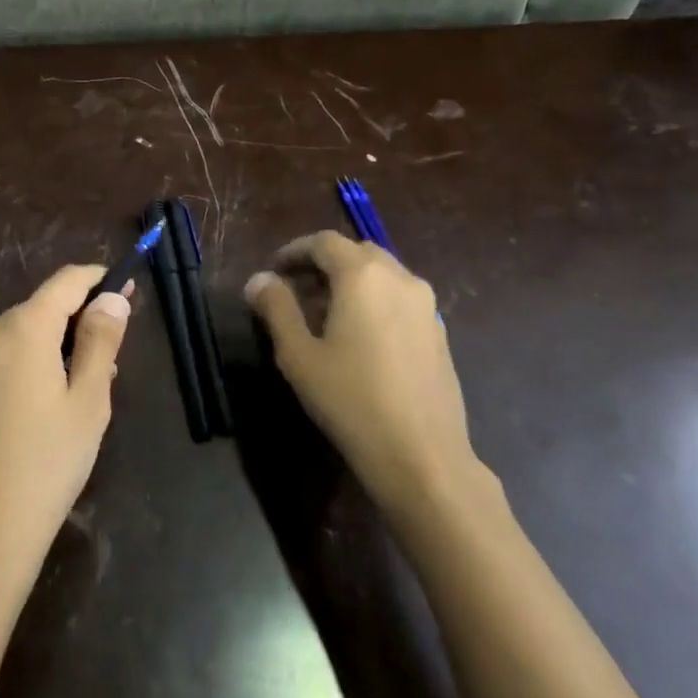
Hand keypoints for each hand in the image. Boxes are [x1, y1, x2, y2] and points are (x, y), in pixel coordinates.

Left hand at [0, 266, 132, 600]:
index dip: (97, 279)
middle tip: (106, 364)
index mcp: (21, 330)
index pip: (64, 282)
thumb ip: (100, 341)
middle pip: (36, 314)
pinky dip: (14, 378)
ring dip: (44, 355)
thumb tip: (112, 297)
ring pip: (12, 344)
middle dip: (72, 327)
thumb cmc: (46, 466)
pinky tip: (27, 424)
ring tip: (70, 400)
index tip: (123, 287)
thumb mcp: (89, 403)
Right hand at [244, 232, 481, 505]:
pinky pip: (399, 299)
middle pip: (356, 252)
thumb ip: (276, 309)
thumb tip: (259, 280)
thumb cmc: (350, 399)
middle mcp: (400, 278)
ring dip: (350, 282)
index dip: (294, 251)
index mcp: (363, 275)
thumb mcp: (298, 354)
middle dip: (323, 264)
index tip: (273, 271)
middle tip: (295, 291)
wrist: (422, 454)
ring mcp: (426, 306)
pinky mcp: (439, 332)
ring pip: (382, 275)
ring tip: (323, 316)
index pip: (324, 242)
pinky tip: (359, 338)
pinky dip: (374, 301)